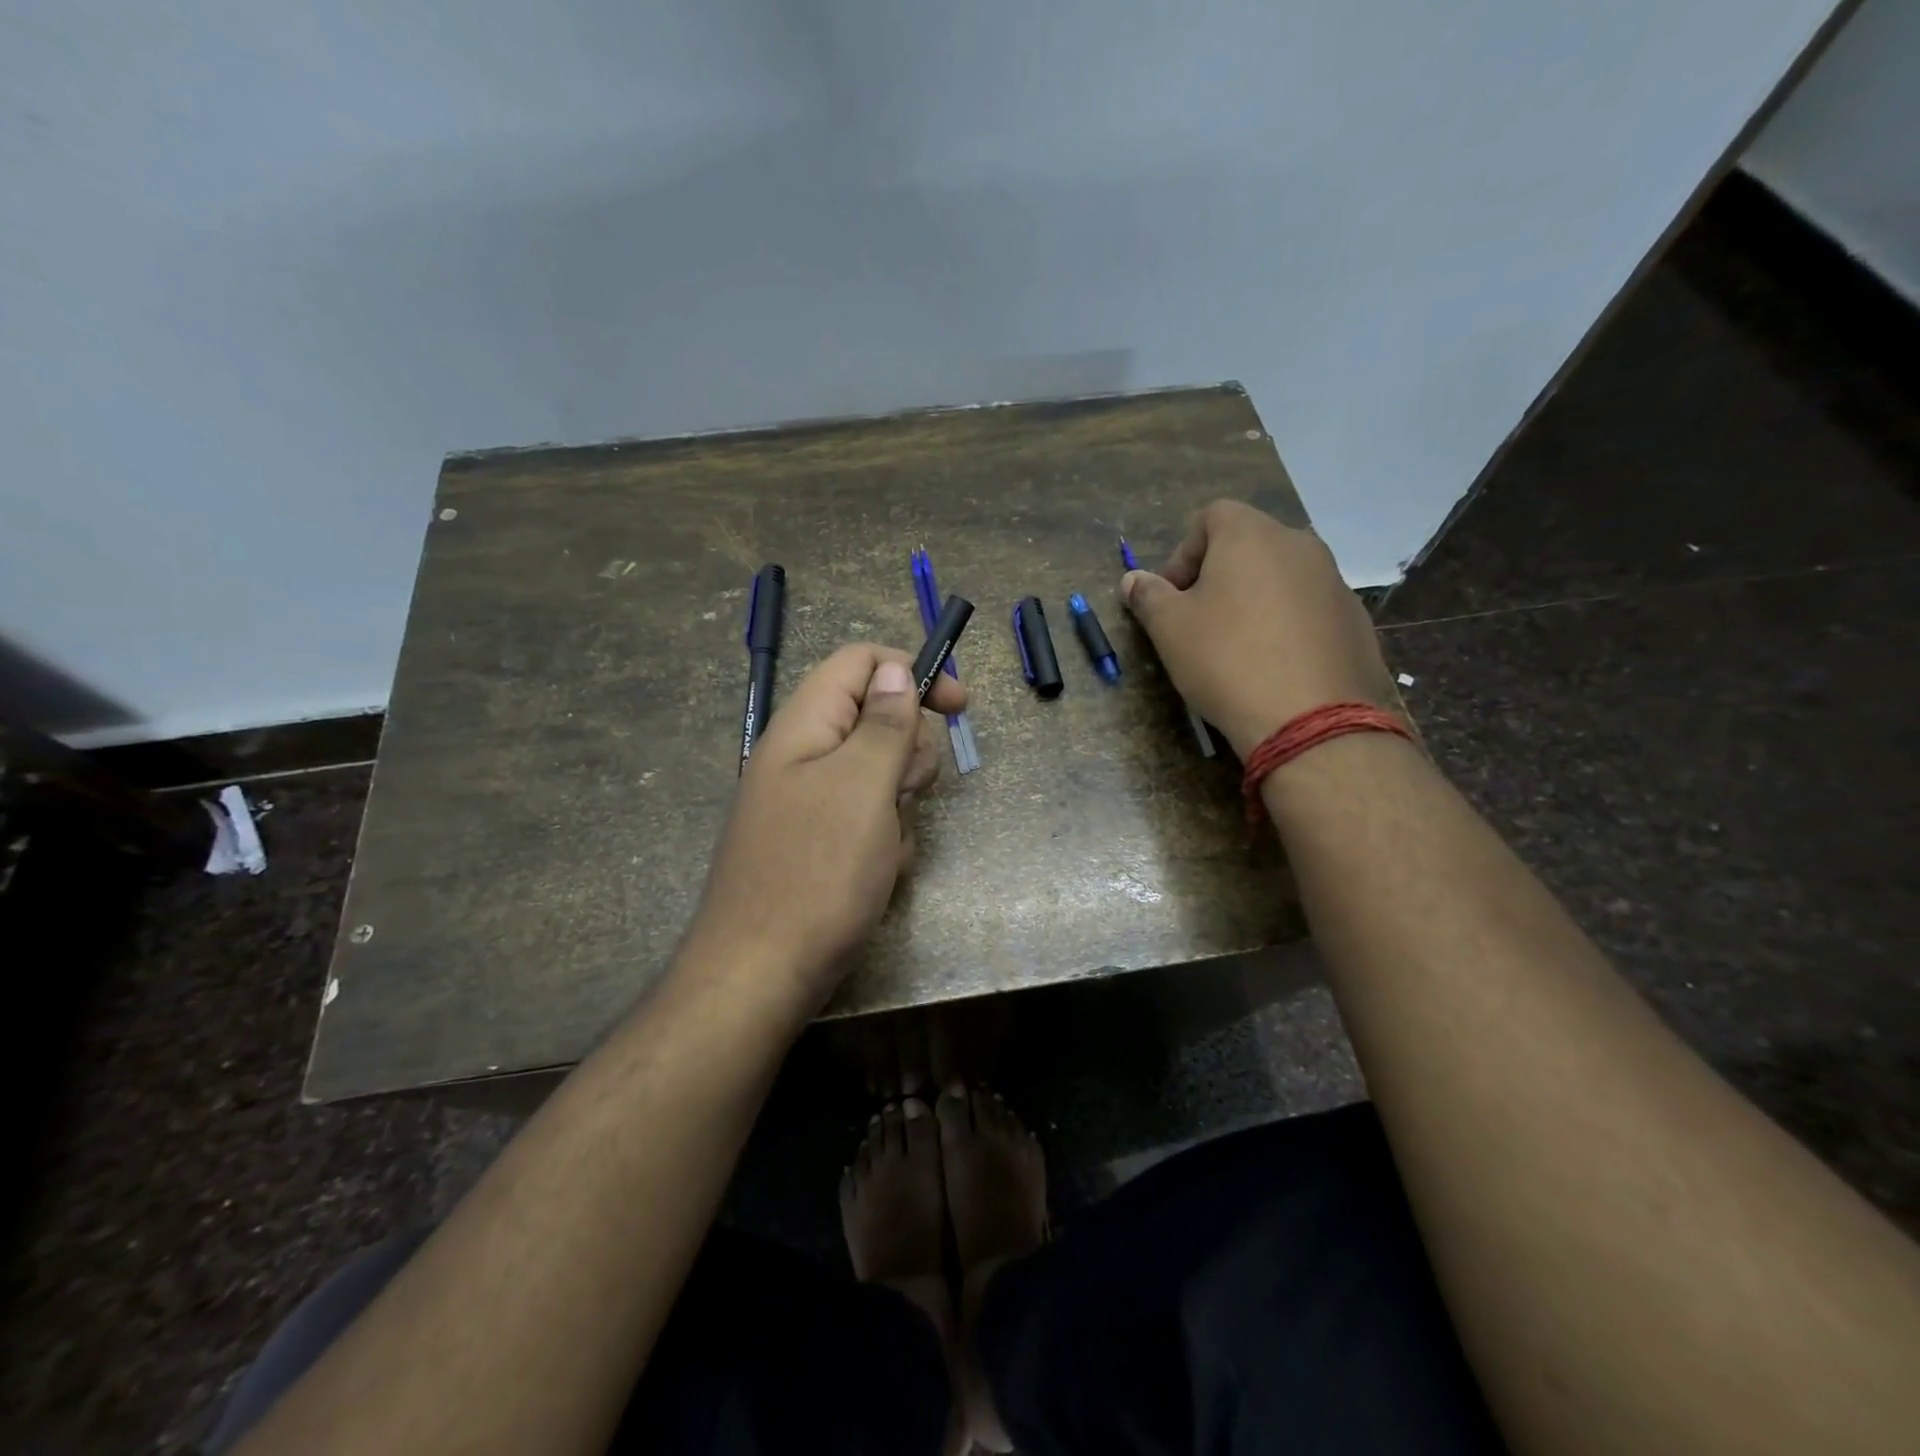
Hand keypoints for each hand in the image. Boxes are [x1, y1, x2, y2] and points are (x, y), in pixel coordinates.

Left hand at [686, 644, 965, 1007]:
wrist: (762, 975)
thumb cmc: (817, 873)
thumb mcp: (862, 787)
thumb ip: (883, 723)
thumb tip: (894, 670)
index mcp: (805, 726)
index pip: (859, 662)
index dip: (911, 671)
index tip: (958, 706)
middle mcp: (804, 756)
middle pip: (876, 719)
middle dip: (908, 753)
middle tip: (904, 792)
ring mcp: (810, 803)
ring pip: (880, 775)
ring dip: (899, 805)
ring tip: (887, 845)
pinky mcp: (820, 843)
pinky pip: (870, 820)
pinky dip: (885, 840)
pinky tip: (879, 874)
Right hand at [1120, 499, 1398, 758]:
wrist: (1310, 719)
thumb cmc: (1226, 660)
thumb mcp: (1169, 629)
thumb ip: (1148, 596)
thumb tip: (1134, 580)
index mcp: (1251, 535)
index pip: (1211, 517)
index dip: (1183, 553)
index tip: (1172, 596)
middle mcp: (1299, 545)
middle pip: (1249, 545)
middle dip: (1218, 576)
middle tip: (1199, 622)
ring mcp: (1334, 581)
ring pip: (1281, 578)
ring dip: (1254, 600)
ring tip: (1238, 648)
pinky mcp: (1355, 620)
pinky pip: (1309, 609)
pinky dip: (1287, 625)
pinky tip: (1275, 666)